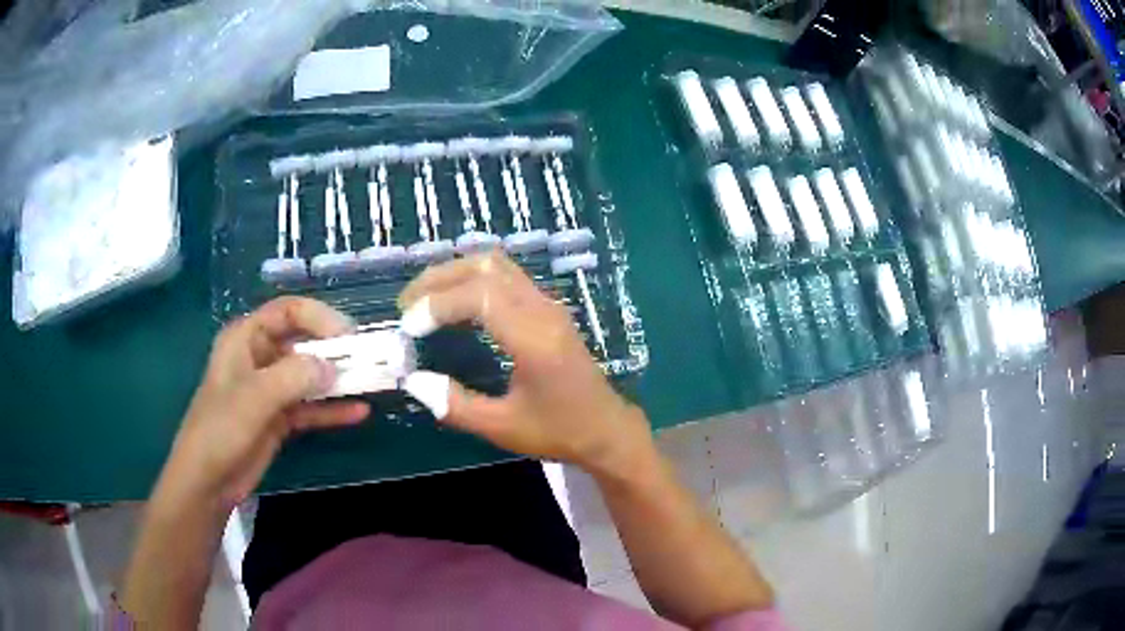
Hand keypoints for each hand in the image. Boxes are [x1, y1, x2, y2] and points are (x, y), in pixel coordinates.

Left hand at [156, 297, 368, 508]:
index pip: (288, 312)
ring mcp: (270, 389)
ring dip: (337, 381)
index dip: (319, 318)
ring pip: (309, 376)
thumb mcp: (254, 398)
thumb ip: (294, 377)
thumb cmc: (221, 429)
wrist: (208, 481)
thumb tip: (333, 367)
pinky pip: (310, 407)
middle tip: (368, 361)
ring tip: (372, 384)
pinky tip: (358, 413)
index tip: (348, 337)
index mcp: (246, 338)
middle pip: (302, 343)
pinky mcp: (279, 418)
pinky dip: (332, 410)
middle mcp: (259, 357)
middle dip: (335, 350)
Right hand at [397, 252, 652, 475]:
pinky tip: (453, 303)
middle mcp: (543, 310)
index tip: (408, 327)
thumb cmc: (558, 431)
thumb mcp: (503, 427)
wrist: (606, 428)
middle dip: (439, 278)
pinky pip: (506, 276)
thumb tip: (413, 380)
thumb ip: (455, 405)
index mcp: (535, 340)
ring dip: (456, 273)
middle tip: (406, 304)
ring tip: (423, 298)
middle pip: (486, 267)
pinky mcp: (548, 308)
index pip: (480, 296)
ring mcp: (548, 304)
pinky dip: (473, 279)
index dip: (438, 304)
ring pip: (497, 265)